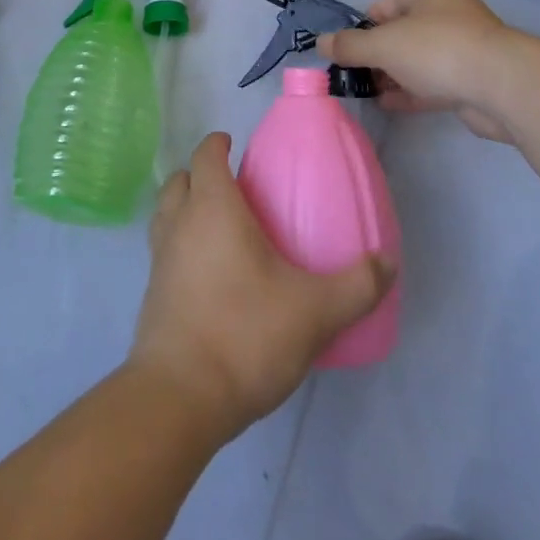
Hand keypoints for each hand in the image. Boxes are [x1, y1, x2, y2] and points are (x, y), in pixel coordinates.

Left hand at [129, 133, 395, 440]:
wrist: (180, 396)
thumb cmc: (245, 334)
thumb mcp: (315, 312)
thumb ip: (356, 285)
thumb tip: (388, 261)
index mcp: (212, 207)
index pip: (206, 154)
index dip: (218, 143)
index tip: (235, 146)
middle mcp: (179, 222)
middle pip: (181, 178)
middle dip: (201, 174)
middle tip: (234, 189)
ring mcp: (160, 257)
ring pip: (167, 211)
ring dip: (185, 206)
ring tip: (219, 227)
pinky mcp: (152, 292)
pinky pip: (163, 248)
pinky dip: (180, 243)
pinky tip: (208, 273)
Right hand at [316, 0, 515, 140]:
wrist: (503, 87)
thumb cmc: (437, 49)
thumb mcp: (383, 44)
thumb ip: (349, 45)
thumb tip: (320, 44)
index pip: (389, 0)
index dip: (367, 22)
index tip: (350, 45)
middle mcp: (450, 14)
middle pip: (404, 31)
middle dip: (378, 52)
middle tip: (356, 72)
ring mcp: (465, 48)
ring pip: (419, 58)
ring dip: (394, 74)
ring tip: (368, 91)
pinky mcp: (473, 80)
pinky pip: (434, 82)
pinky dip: (411, 91)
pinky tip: (389, 104)